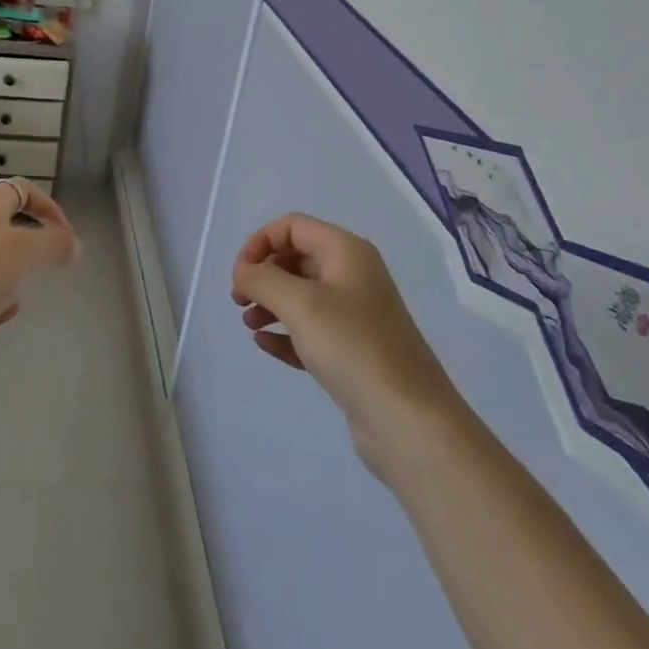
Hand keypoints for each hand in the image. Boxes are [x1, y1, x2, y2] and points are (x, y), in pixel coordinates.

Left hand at [0, 179, 78, 397]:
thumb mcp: (25, 249)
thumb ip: (55, 242)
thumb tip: (74, 245)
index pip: (21, 189)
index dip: (47, 205)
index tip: (67, 234)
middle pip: (11, 225)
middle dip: (35, 242)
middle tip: (54, 259)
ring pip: (1, 262)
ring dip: (18, 274)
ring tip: (27, 287)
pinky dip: (1, 304)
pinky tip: (3, 314)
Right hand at [232, 213, 464, 474]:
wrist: (409, 421)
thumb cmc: (353, 348)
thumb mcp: (300, 304)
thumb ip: (262, 279)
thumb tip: (244, 272)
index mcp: (346, 252)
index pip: (292, 226)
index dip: (259, 243)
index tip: (240, 276)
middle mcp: (352, 276)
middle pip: (295, 258)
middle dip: (263, 274)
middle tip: (239, 300)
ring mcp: (354, 315)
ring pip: (300, 295)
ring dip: (270, 303)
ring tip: (249, 323)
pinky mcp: (351, 351)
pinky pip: (309, 330)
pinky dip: (285, 332)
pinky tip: (264, 345)